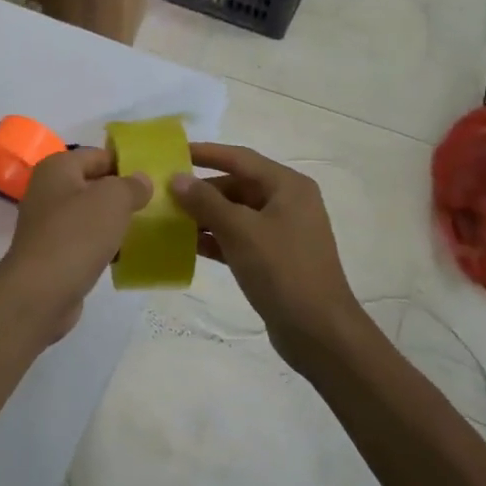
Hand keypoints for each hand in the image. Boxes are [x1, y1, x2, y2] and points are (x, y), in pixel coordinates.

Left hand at [0, 148, 150, 341]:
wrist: (40, 292)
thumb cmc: (76, 235)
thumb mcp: (113, 200)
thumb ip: (131, 185)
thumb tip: (141, 179)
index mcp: (58, 167)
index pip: (99, 155)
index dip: (126, 163)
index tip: (155, 178)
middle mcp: (48, 190)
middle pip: (94, 184)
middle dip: (122, 194)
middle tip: (156, 204)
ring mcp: (48, 222)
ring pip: (90, 214)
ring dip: (114, 221)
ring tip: (146, 228)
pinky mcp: (53, 252)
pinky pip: (85, 240)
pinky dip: (103, 245)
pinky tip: (125, 255)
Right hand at [169, 143, 369, 367]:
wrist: (320, 333)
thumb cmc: (282, 270)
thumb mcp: (240, 231)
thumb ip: (206, 201)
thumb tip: (176, 178)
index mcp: (287, 186)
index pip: (240, 158)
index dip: (206, 153)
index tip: (173, 152)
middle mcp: (288, 202)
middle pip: (237, 185)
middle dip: (202, 190)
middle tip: (165, 192)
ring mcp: (283, 232)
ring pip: (236, 213)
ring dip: (205, 215)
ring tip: (169, 218)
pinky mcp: (275, 258)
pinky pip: (239, 238)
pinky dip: (217, 238)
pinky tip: (189, 245)